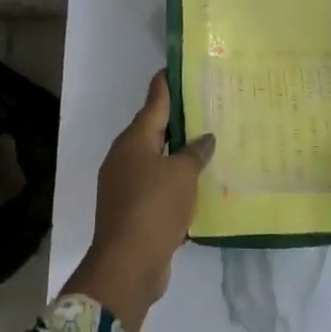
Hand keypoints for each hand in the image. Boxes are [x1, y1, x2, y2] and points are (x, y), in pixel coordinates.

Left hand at [63, 71, 212, 331]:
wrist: (127, 264)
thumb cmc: (155, 207)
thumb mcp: (182, 175)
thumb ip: (194, 153)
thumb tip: (204, 138)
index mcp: (134, 140)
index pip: (154, 102)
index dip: (165, 84)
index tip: (175, 67)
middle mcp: (125, 156)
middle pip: (153, 130)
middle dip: (176, 120)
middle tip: (203, 106)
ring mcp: (124, 184)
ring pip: (155, 160)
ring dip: (176, 154)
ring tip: (205, 145)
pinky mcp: (131, 209)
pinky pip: (156, 186)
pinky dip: (173, 182)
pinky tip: (195, 185)